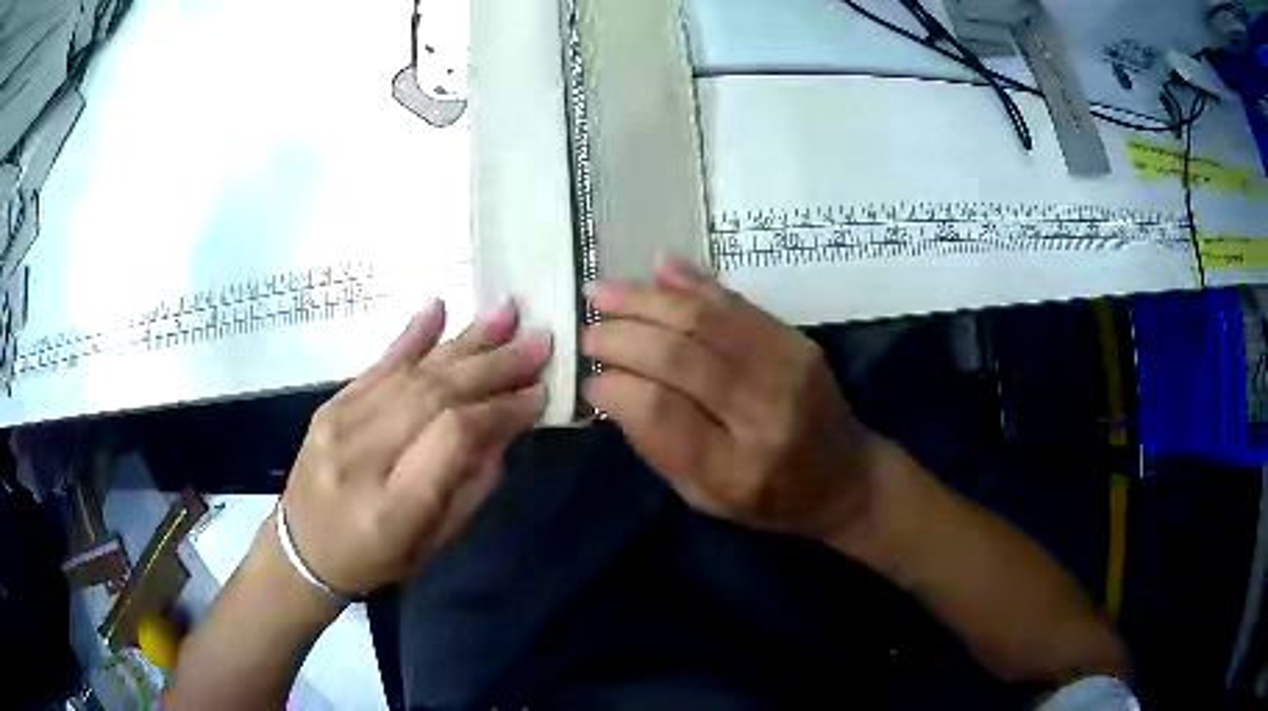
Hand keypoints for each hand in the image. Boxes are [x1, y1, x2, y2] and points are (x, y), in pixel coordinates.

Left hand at [281, 299, 550, 596]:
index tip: (537, 393)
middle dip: (492, 366)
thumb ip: (471, 485)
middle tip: (537, 343)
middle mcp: (361, 455)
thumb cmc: (376, 559)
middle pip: (434, 394)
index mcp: (393, 505)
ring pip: (411, 373)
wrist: (303, 550)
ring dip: (463, 342)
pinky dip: (411, 336)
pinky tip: (438, 309)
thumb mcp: (434, 542)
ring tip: (506, 314)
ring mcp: (338, 424)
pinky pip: (376, 364)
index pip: (453, 435)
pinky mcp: (329, 406)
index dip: (499, 409)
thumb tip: (506, 427)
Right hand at [582, 259, 881, 542]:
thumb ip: (658, 447)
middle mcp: (764, 412)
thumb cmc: (769, 501)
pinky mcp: (797, 341)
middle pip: (679, 356)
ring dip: (645, 299)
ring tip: (602, 292)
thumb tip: (611, 388)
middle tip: (588, 332)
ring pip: (704, 319)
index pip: (660, 412)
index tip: (591, 379)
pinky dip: (691, 282)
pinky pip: (736, 302)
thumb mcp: (705, 499)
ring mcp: (787, 369)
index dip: (616, 386)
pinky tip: (656, 268)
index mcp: (735, 468)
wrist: (847, 477)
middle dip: (621, 336)